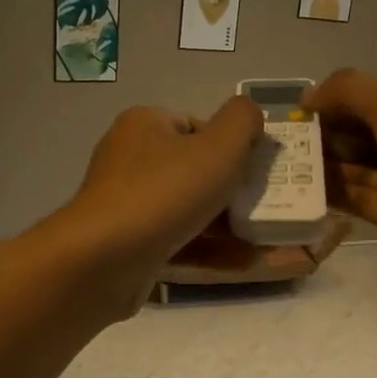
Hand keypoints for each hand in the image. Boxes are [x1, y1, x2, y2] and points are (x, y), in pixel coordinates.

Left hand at [63, 98, 263, 297]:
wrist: (102, 261)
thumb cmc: (163, 193)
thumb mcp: (217, 146)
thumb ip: (242, 121)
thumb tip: (250, 114)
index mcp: (145, 126)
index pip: (198, 128)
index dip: (234, 148)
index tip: (262, 173)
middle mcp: (130, 161)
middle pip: (196, 172)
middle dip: (237, 193)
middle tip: (272, 209)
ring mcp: (127, 207)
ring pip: (190, 213)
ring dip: (233, 228)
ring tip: (274, 243)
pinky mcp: (129, 247)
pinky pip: (180, 243)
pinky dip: (213, 252)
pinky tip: (250, 263)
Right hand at [304, 69, 376, 262]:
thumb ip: (347, 92)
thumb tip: (306, 97)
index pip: (375, 106)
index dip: (339, 107)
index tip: (304, 111)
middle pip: (363, 140)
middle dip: (327, 138)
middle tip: (288, 141)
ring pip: (359, 172)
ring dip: (325, 166)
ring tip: (284, 164)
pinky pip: (359, 201)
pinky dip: (333, 194)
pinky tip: (301, 187)